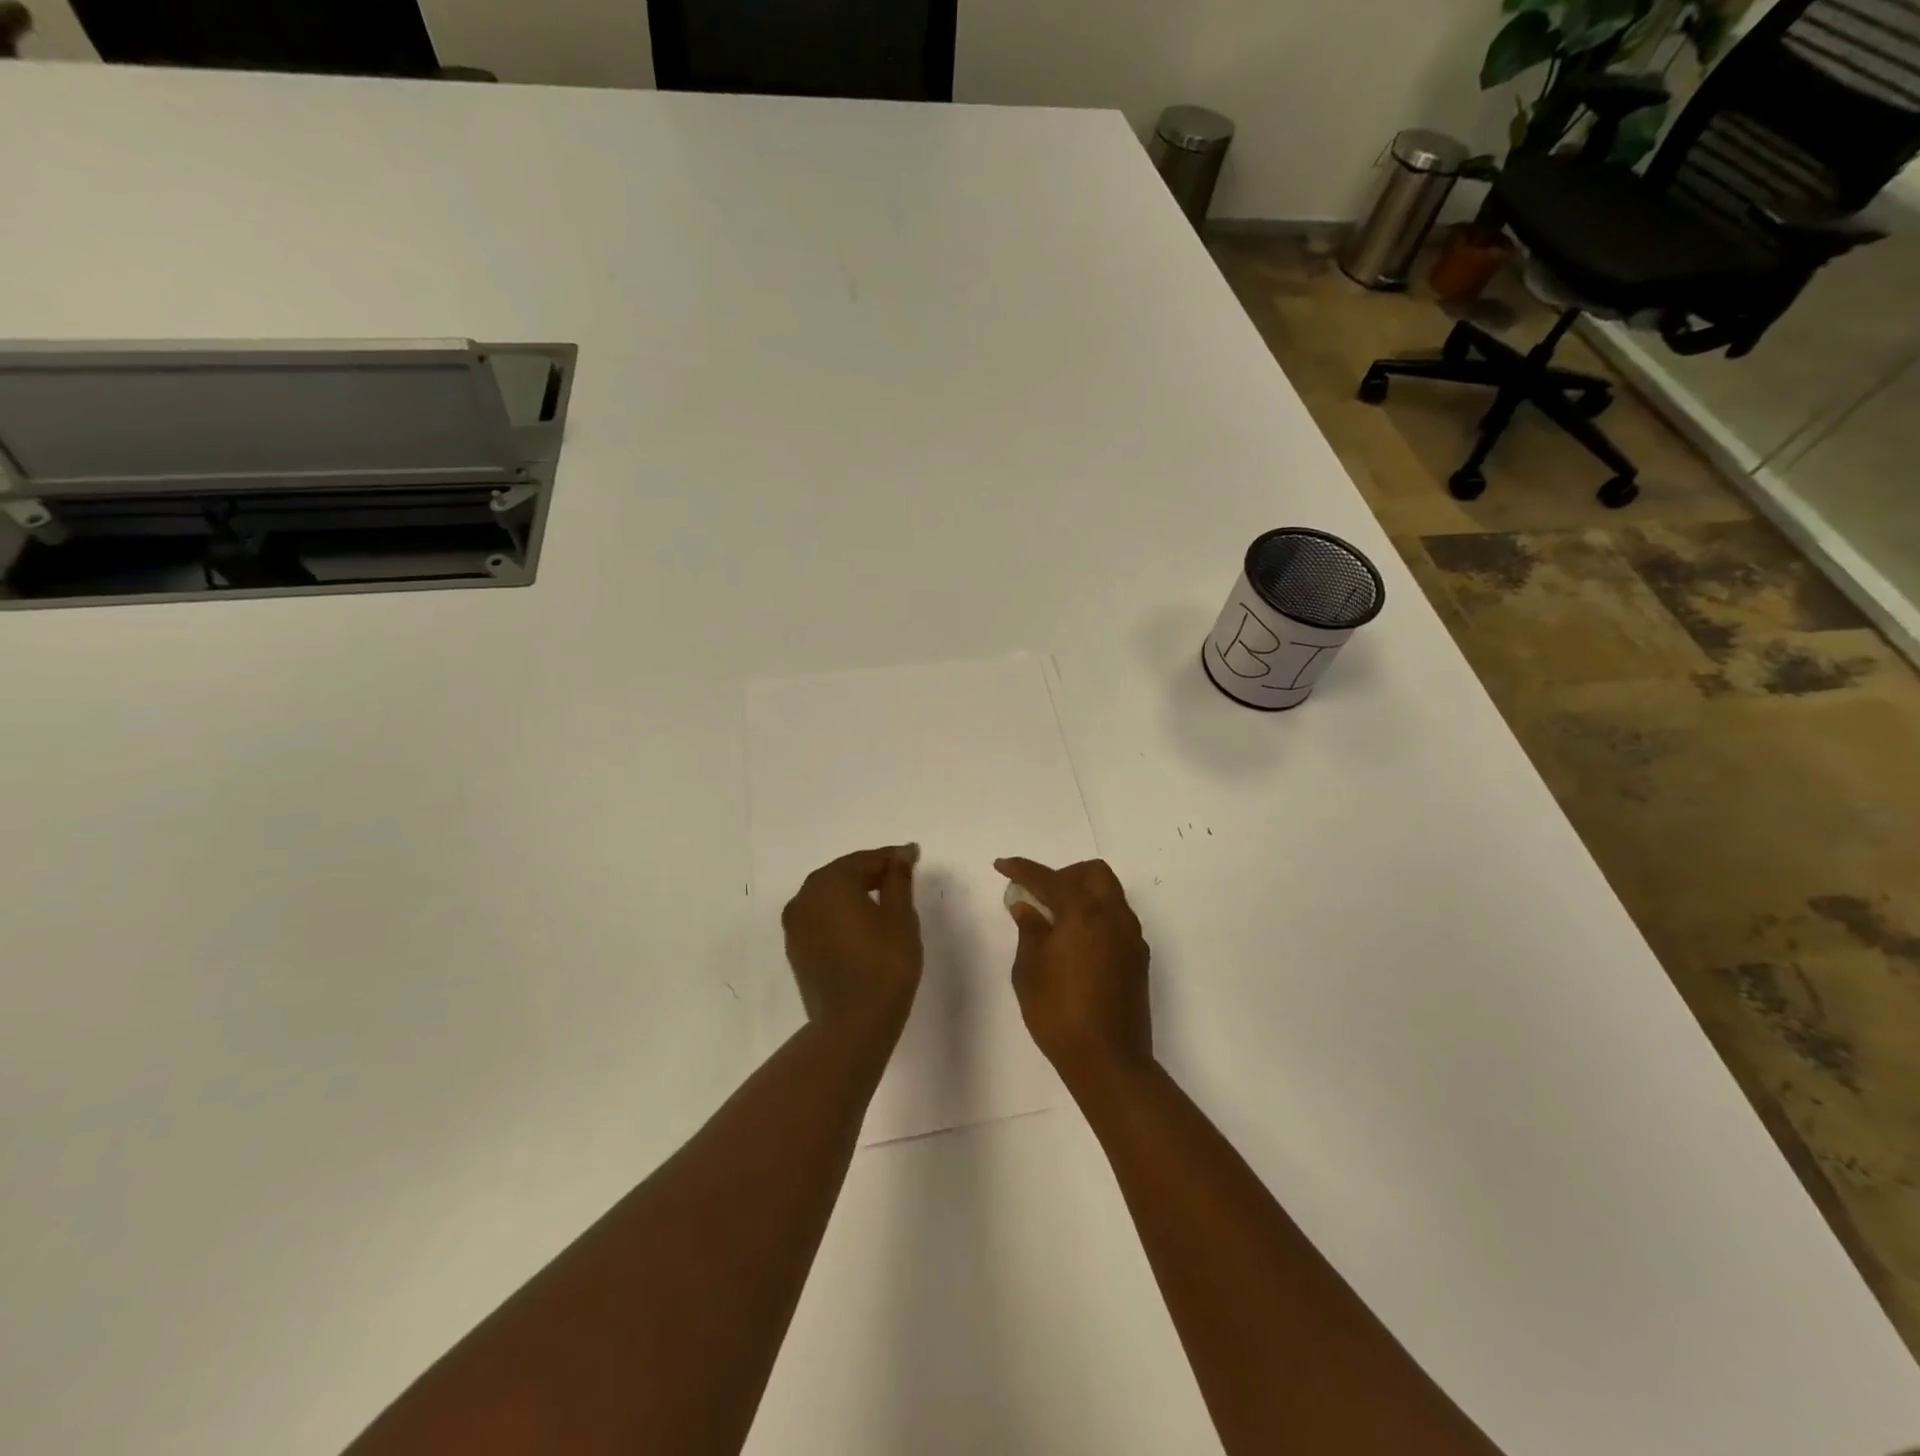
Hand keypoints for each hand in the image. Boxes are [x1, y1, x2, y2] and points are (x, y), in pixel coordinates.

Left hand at [782, 845, 922, 1038]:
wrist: (853, 1024)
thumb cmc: (884, 964)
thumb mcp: (900, 917)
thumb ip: (898, 880)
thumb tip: (900, 855)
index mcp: (830, 883)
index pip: (866, 860)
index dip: (892, 858)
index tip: (914, 856)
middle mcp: (805, 897)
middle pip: (843, 874)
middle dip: (872, 873)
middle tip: (901, 877)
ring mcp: (795, 925)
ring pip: (829, 897)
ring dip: (854, 894)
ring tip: (884, 901)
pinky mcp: (796, 949)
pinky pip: (821, 919)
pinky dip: (841, 915)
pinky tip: (862, 926)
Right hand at [994, 856, 1151, 1090]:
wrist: (1109, 1061)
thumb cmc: (1059, 1012)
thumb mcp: (1029, 970)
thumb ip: (1029, 930)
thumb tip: (1027, 907)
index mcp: (1084, 912)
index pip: (1048, 878)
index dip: (1022, 869)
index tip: (1002, 866)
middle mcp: (1114, 916)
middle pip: (1093, 874)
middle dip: (1063, 875)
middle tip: (1039, 895)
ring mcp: (1131, 937)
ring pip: (1109, 895)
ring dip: (1082, 895)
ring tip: (1054, 921)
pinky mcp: (1138, 959)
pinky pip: (1116, 920)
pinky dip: (1095, 917)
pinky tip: (1075, 943)